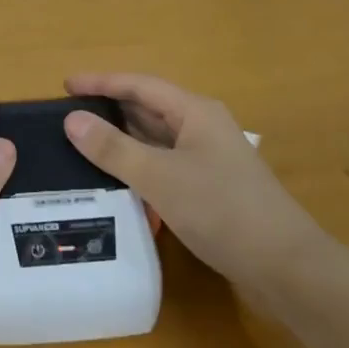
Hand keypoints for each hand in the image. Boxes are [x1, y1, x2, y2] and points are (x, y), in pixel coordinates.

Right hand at [62, 73, 319, 291]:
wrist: (283, 265)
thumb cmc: (221, 209)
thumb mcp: (160, 176)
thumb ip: (114, 148)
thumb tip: (72, 119)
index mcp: (195, 112)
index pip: (140, 85)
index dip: (101, 82)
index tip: (64, 86)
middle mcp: (202, 128)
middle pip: (148, 109)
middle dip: (108, 110)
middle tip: (66, 118)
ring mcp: (207, 159)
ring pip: (155, 140)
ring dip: (121, 141)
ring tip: (79, 146)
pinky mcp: (208, 188)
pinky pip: (163, 166)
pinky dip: (136, 167)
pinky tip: (114, 181)